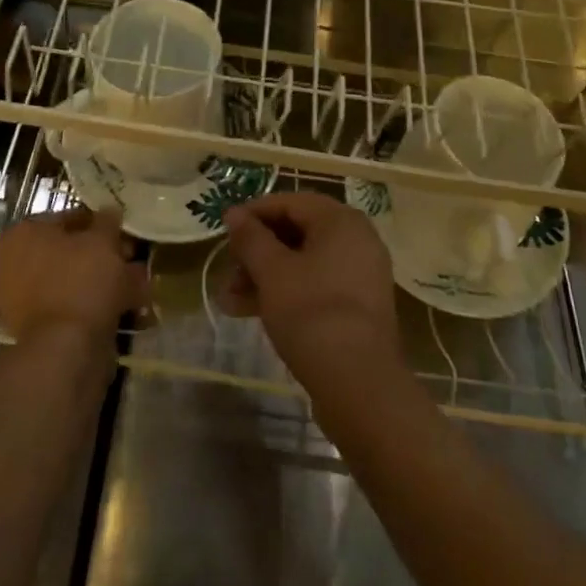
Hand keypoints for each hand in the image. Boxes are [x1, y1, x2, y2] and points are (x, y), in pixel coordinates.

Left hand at [0, 209, 147, 348]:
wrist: (65, 351)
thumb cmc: (81, 281)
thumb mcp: (102, 241)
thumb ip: (107, 222)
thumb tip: (109, 211)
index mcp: (23, 234)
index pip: (67, 218)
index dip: (100, 223)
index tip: (124, 232)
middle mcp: (16, 264)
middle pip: (70, 252)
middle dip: (105, 255)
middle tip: (133, 259)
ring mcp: (25, 300)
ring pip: (75, 281)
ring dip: (106, 281)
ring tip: (139, 285)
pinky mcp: (40, 330)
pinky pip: (74, 308)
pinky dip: (99, 306)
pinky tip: (129, 308)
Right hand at [223, 191, 400, 386]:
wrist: (360, 384)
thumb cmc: (311, 313)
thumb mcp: (272, 272)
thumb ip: (250, 238)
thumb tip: (233, 213)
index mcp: (341, 220)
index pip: (290, 202)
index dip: (254, 213)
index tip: (225, 230)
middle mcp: (357, 239)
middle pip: (297, 232)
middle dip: (257, 251)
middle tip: (227, 270)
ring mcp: (361, 274)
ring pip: (304, 263)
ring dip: (265, 276)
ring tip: (230, 300)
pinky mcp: (359, 307)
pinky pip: (317, 285)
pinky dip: (287, 292)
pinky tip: (252, 312)